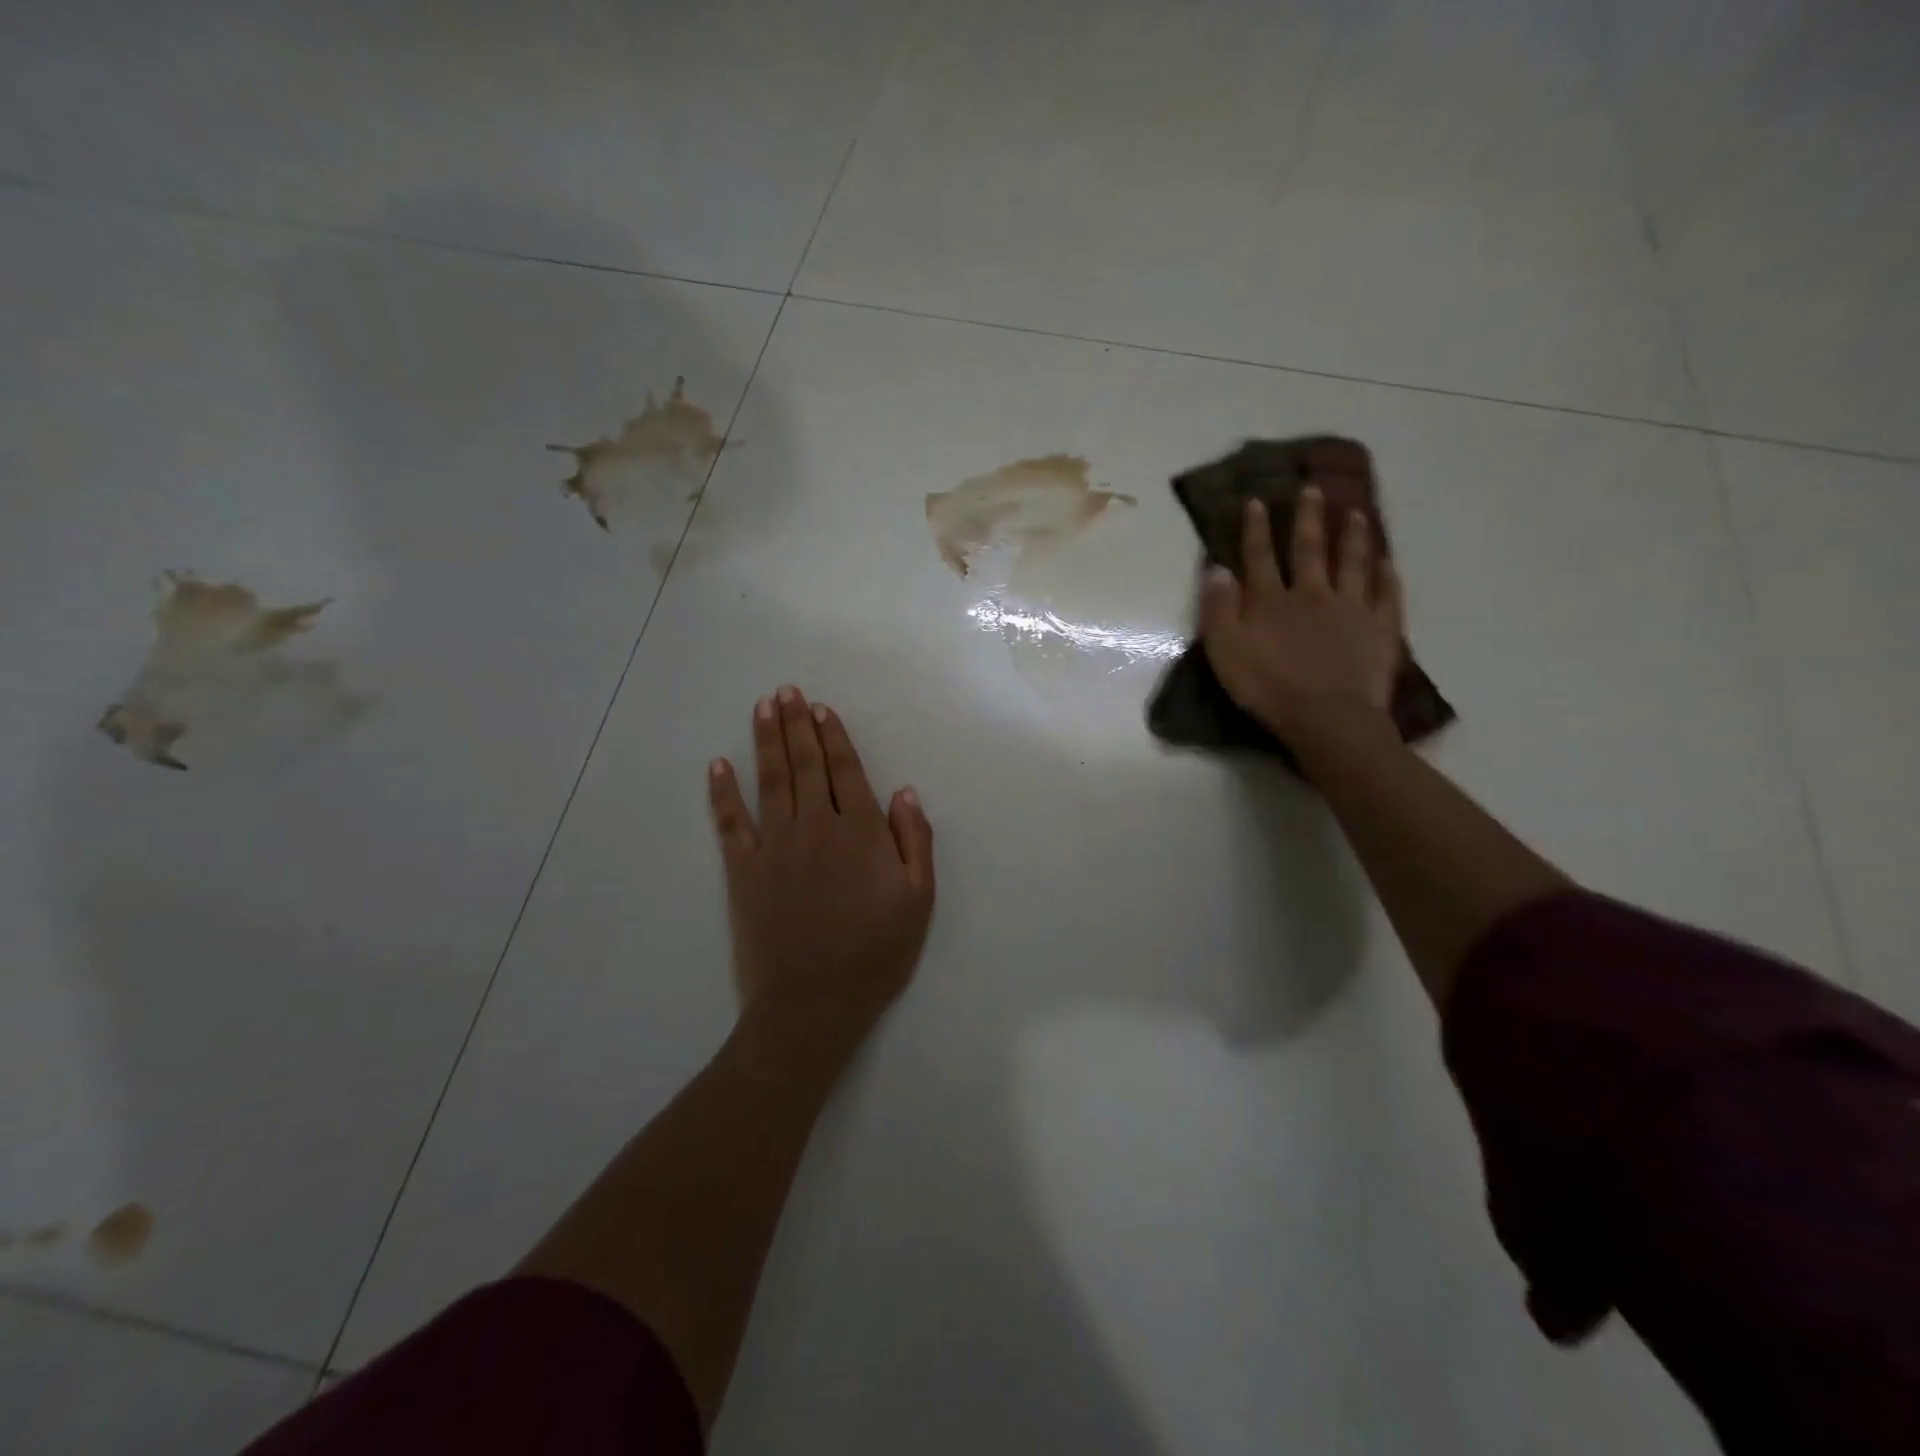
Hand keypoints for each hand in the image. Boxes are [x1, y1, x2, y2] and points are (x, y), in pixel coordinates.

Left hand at [707, 686, 935, 1045]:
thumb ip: (913, 841)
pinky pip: (731, 822)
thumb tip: (904, 792)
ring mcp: (775, 846)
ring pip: (771, 780)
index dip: (834, 737)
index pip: (846, 771)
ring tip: (763, 707)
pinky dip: (723, 792)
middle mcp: (815, 826)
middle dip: (798, 725)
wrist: (813, 1002)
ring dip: (766, 741)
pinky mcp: (743, 870)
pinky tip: (718, 764)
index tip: (821, 709)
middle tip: (787, 691)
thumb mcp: (918, 901)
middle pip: (805, 765)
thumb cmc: (875, 953)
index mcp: (859, 832)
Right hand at [1199, 487, 1403, 744]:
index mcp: (1271, 600)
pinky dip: (1387, 575)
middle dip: (1308, 518)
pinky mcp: (1381, 628)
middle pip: (1310, 549)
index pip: (1260, 556)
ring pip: (1352, 562)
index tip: (1257, 500)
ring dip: (1352, 536)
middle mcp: (1312, 593)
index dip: (1256, 528)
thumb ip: (1219, 609)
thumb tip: (1218, 569)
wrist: (1327, 717)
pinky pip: (1386, 594)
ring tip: (1355, 511)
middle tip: (1313, 489)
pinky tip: (1387, 562)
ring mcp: (1352, 608)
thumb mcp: (1225, 652)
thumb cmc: (1267, 688)